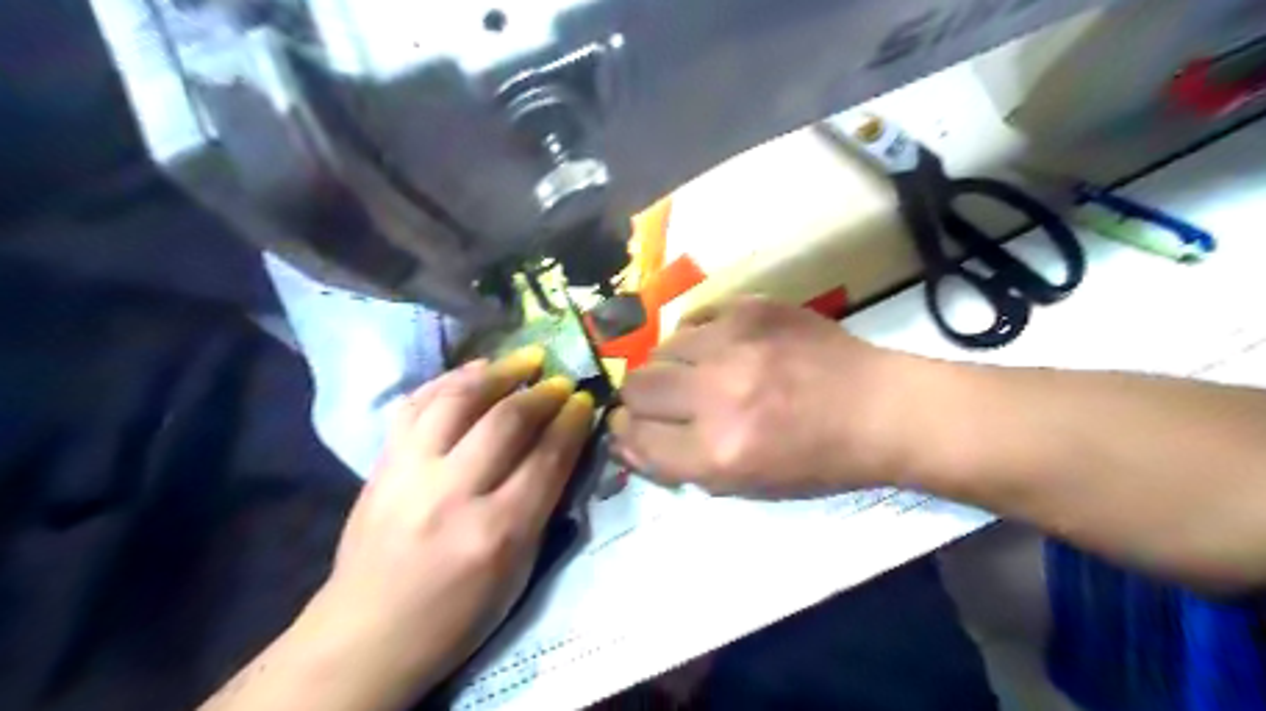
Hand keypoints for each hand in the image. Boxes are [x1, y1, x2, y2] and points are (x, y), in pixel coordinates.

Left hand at [300, 345, 594, 705]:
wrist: (367, 634)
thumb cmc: (458, 615)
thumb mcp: (518, 571)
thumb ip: (541, 505)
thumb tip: (561, 449)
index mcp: (496, 532)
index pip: (545, 458)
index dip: (572, 421)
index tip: (585, 400)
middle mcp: (452, 494)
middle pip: (505, 421)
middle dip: (541, 392)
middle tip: (559, 380)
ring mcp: (409, 473)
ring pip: (457, 400)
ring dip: (496, 372)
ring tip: (522, 360)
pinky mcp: (381, 464)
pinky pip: (417, 404)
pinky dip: (449, 380)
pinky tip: (474, 370)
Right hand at [613, 298, 910, 496]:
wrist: (879, 408)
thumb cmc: (816, 461)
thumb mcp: (745, 485)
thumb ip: (678, 465)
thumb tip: (624, 437)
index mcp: (718, 453)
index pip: (635, 437)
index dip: (626, 432)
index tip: (631, 426)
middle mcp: (717, 395)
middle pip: (637, 386)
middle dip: (639, 399)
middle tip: (662, 401)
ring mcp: (735, 343)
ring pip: (660, 347)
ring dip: (669, 366)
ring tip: (697, 372)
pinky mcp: (752, 308)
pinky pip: (694, 317)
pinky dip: (696, 336)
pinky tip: (718, 347)